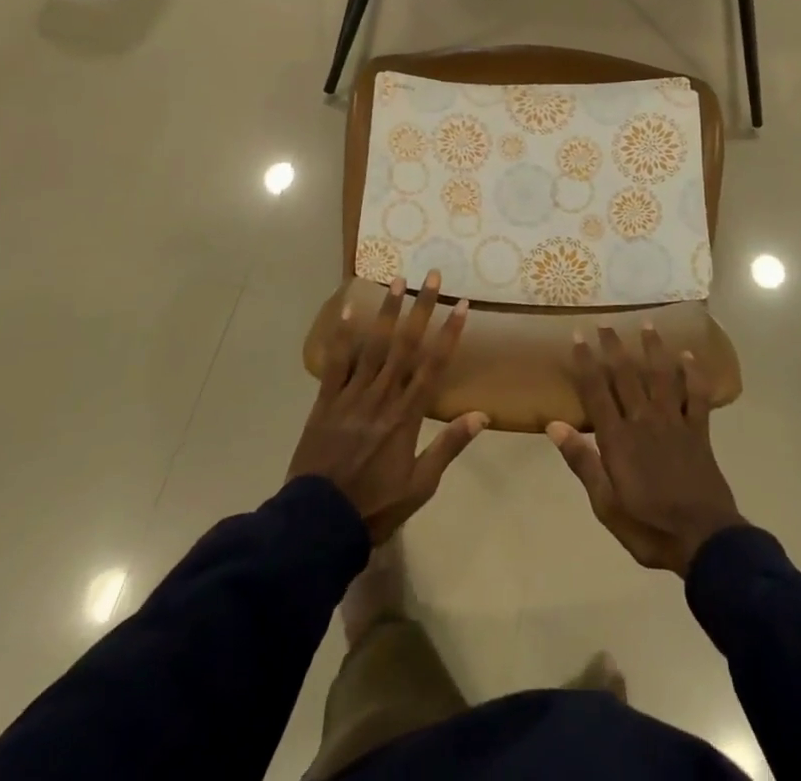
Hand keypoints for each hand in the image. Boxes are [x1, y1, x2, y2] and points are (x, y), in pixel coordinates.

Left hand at [287, 272, 487, 544]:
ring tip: (397, 280)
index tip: (462, 305)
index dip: (450, 333)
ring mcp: (352, 396)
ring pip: (374, 346)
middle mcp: (382, 397)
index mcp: (407, 416)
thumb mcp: (420, 485)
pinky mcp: (326, 401)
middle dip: (421, 308)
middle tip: (432, 277)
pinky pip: (336, 362)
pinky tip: (348, 308)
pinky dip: (343, 334)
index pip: (434, 366)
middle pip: (406, 345)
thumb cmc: (375, 505)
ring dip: (387, 312)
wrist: (318, 523)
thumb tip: (482, 415)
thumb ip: (449, 446)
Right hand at [549, 323, 743, 576]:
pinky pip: (697, 396)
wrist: (704, 541)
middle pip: (626, 376)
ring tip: (647, 324)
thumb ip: (582, 462)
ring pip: (661, 377)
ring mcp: (673, 423)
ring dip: (653, 349)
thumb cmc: (649, 526)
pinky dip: (694, 375)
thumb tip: (554, 425)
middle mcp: (644, 421)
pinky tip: (689, 356)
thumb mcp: (606, 504)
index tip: (578, 337)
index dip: (586, 363)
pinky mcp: (698, 432)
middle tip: (605, 322)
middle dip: (614, 347)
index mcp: (618, 439)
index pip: (597, 392)